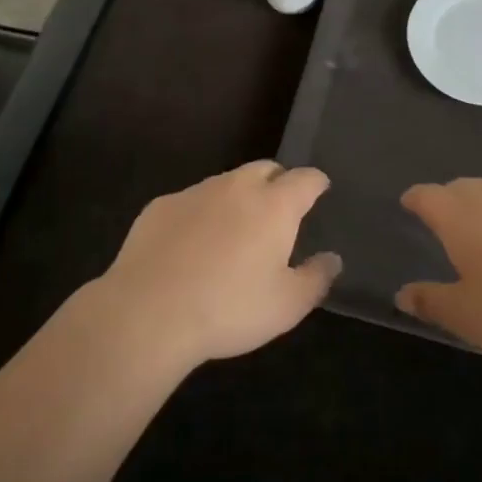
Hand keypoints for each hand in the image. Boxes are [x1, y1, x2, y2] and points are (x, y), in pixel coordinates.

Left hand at [95, 161, 340, 371]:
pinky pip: (192, 201)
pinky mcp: (161, 205)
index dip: (315, 183)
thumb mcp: (286, 306)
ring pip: (226, 183)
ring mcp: (196, 192)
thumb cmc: (229, 309)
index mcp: (274, 205)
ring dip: (238, 197)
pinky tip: (192, 245)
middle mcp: (237, 187)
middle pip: (265, 169)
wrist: (148, 312)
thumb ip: (316, 278)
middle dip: (277, 182)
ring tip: (235, 231)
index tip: (319, 190)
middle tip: (279, 211)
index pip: (305, 179)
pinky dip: (201, 214)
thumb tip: (332, 258)